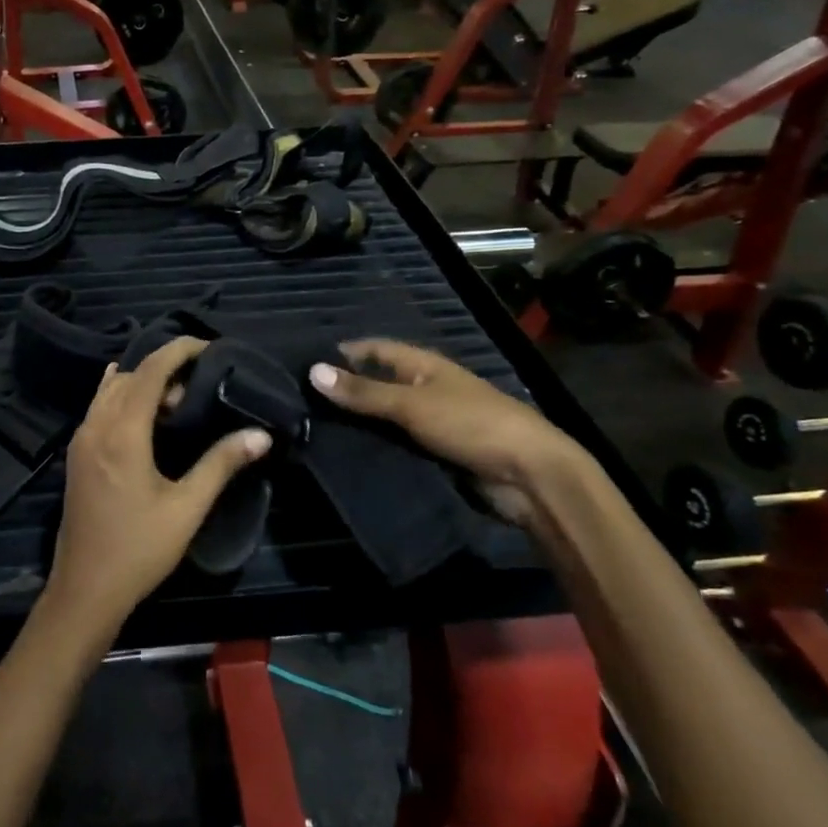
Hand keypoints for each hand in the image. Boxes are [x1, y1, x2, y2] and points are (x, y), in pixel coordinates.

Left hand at [50, 338, 270, 632]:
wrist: (85, 589)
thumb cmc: (139, 549)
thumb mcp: (187, 508)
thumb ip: (221, 465)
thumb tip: (260, 434)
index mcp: (122, 432)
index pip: (150, 371)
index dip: (178, 351)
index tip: (208, 346)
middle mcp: (95, 425)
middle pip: (130, 376)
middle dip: (165, 369)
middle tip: (200, 386)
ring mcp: (81, 439)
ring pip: (110, 390)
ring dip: (142, 383)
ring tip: (176, 401)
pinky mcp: (77, 454)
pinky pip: (98, 406)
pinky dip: (121, 396)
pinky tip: (140, 408)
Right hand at [309, 340, 587, 524]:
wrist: (530, 476)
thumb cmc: (471, 424)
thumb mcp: (412, 405)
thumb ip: (363, 392)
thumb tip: (312, 371)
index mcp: (423, 365)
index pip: (374, 349)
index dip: (341, 353)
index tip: (301, 365)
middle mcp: (424, 389)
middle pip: (375, 385)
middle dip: (343, 393)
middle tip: (297, 404)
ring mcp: (430, 423)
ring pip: (383, 419)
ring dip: (356, 424)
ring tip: (309, 431)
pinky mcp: (434, 454)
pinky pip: (395, 447)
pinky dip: (373, 449)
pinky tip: (343, 457)